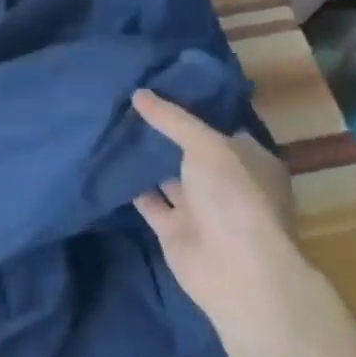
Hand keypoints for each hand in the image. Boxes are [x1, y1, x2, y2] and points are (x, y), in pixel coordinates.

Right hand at [131, 90, 321, 344]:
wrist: (235, 271)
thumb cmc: (234, 198)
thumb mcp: (207, 146)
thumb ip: (172, 119)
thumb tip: (138, 93)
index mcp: (249, 160)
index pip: (219, 125)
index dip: (191, 106)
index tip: (158, 85)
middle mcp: (226, 182)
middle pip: (189, 150)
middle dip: (162, 131)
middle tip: (125, 101)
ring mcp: (199, 207)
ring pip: (166, 174)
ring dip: (143, 157)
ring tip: (110, 124)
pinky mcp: (173, 228)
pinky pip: (148, 200)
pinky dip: (130, 185)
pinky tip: (106, 161)